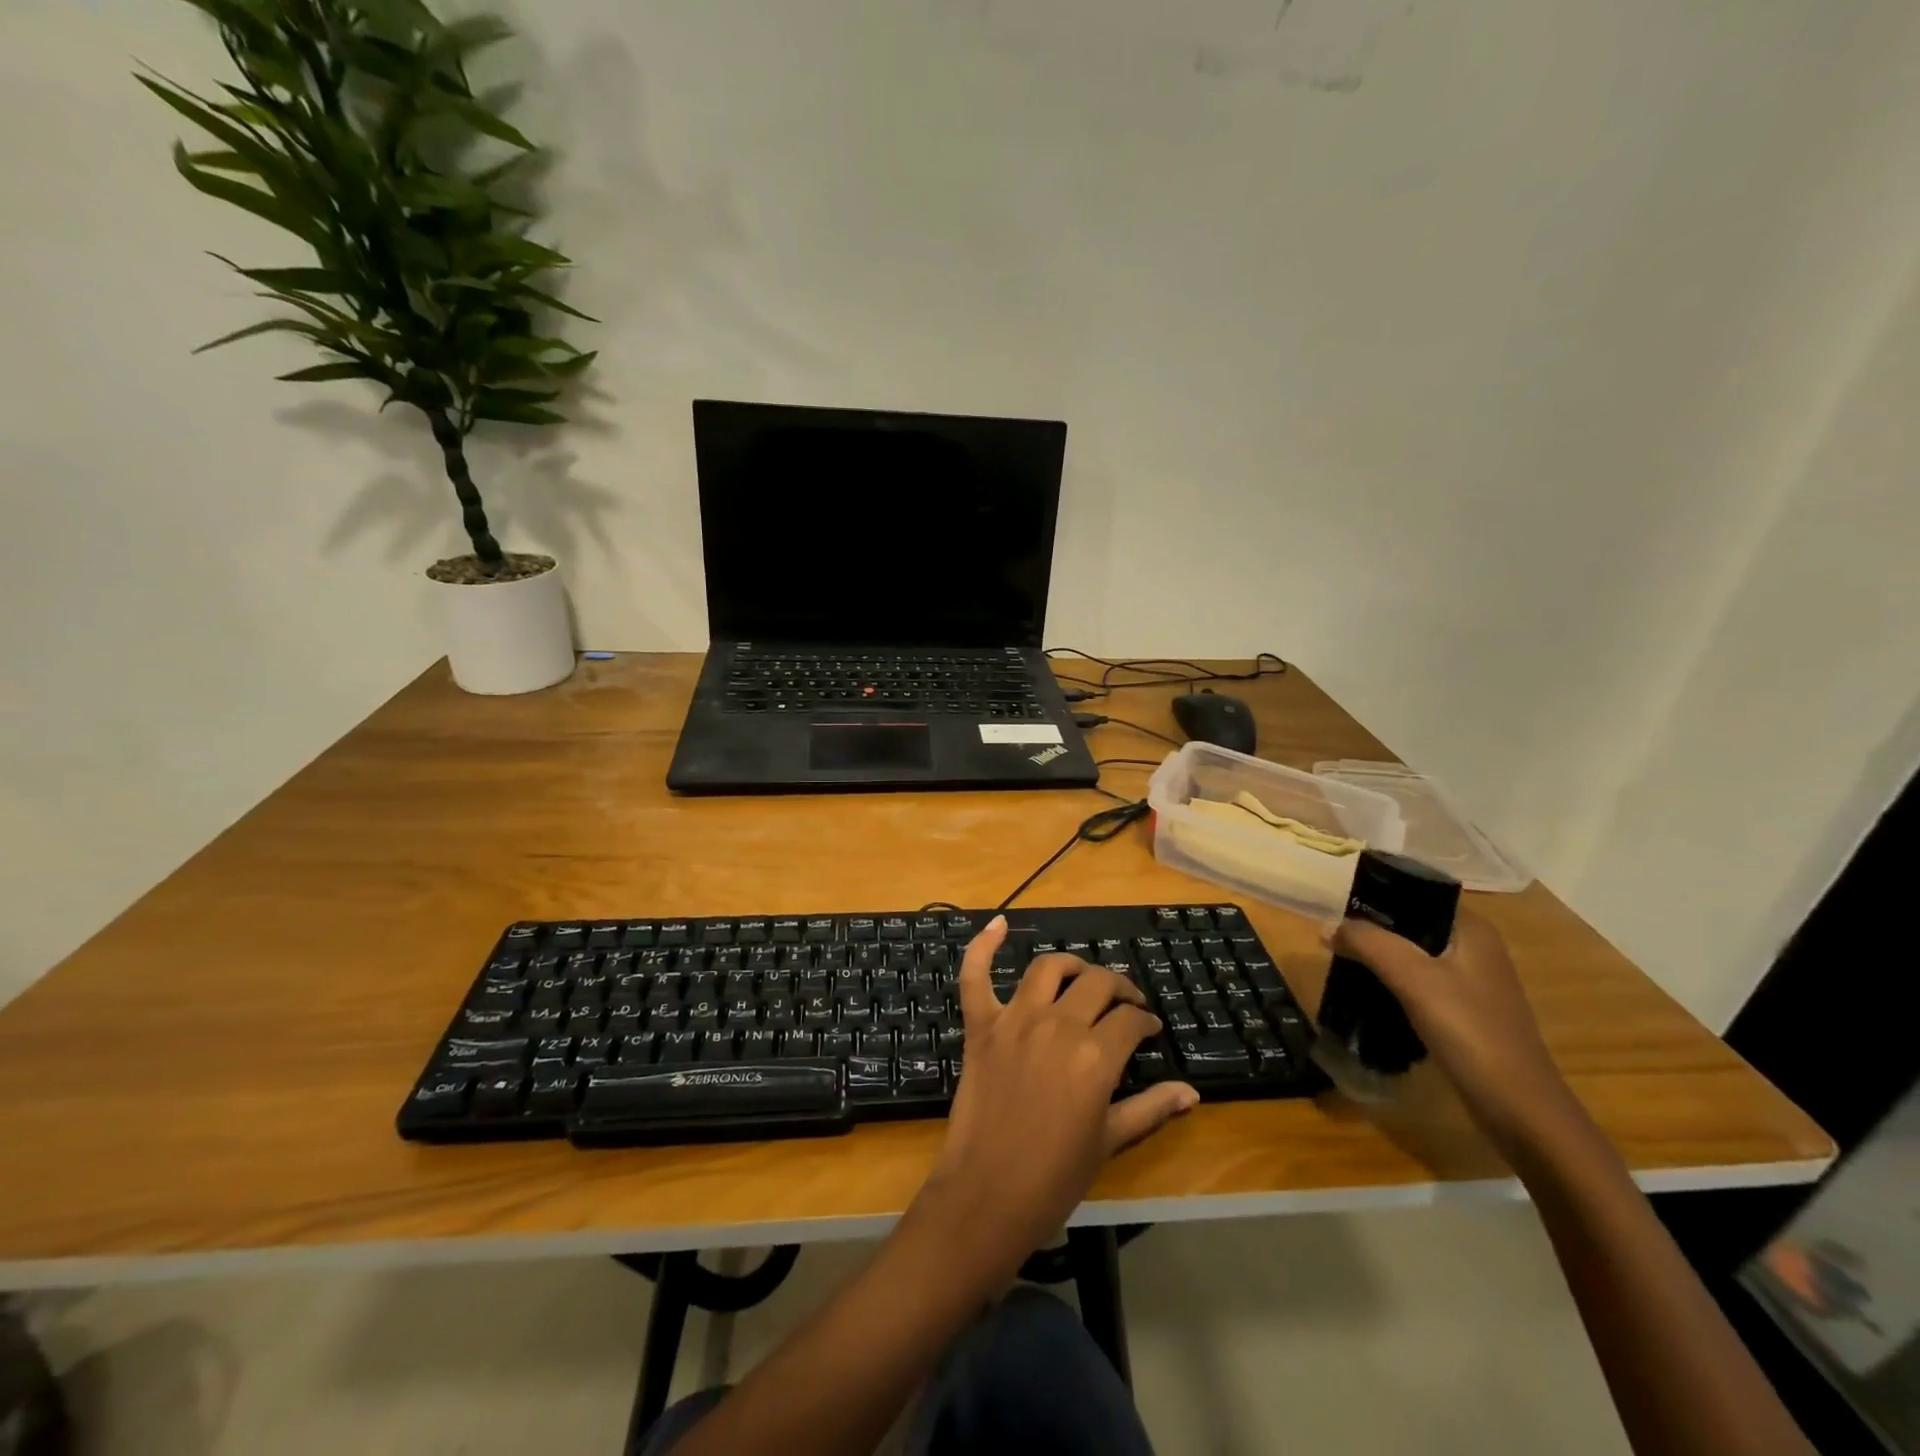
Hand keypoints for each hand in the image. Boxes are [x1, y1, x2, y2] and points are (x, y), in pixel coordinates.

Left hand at [919, 916, 1198, 1272]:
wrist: (987, 1195)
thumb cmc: (1054, 1177)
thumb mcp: (1109, 1142)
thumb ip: (1150, 1108)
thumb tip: (1191, 1092)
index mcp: (1095, 1056)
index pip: (1130, 1019)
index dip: (1145, 1020)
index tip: (1150, 1028)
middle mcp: (1057, 1025)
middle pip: (1096, 984)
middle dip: (1118, 988)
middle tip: (1125, 1002)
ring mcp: (1014, 1020)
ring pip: (1047, 969)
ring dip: (1070, 965)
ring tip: (1082, 975)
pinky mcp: (980, 1025)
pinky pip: (976, 975)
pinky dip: (983, 946)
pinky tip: (997, 923)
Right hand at [1326, 910, 1573, 1153]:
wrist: (1519, 1109)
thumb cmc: (1470, 1031)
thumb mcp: (1413, 978)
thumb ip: (1368, 943)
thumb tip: (1327, 926)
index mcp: (1472, 930)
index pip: (1418, 894)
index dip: (1378, 896)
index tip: (1340, 909)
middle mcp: (1476, 950)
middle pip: (1412, 925)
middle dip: (1373, 931)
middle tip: (1335, 940)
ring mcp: (1473, 984)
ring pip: (1414, 956)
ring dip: (1381, 959)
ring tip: (1344, 965)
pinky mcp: (1466, 1014)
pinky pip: (1420, 985)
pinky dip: (1394, 985)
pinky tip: (1370, 996)